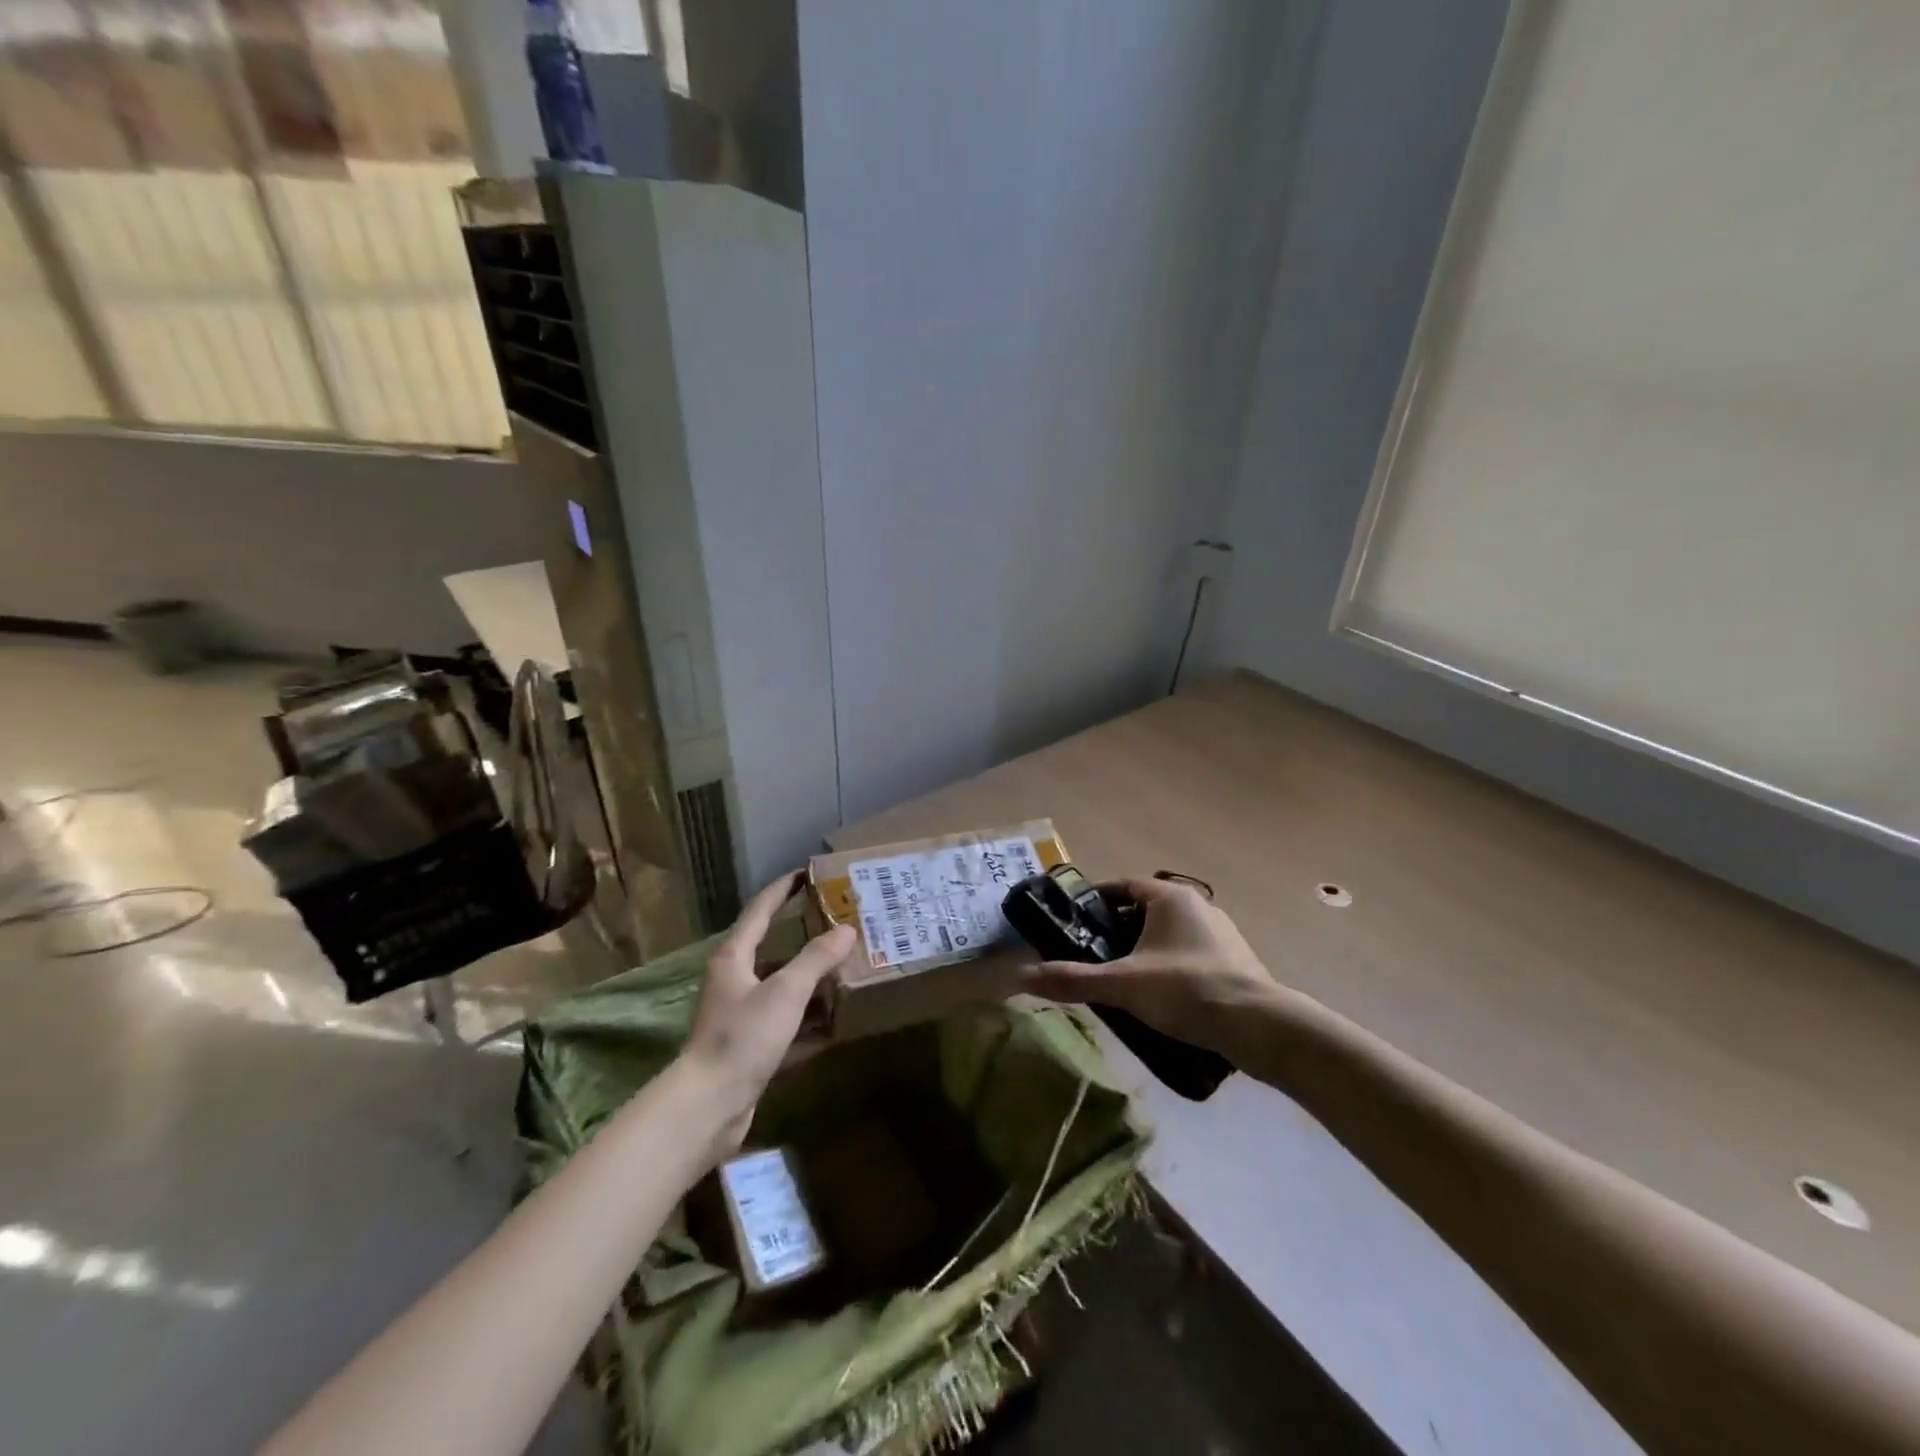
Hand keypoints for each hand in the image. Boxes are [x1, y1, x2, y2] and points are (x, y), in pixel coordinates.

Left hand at [679, 872, 855, 1152]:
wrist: (709, 1107)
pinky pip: (788, 1024)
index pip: (761, 910)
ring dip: (813, 982)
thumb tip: (846, 929)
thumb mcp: (785, 992)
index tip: (808, 872)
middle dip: (808, 939)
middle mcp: (736, 980)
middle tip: (842, 925)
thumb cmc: (742, 1037)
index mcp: (735, 957)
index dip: (784, 889)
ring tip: (849, 971)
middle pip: (775, 950)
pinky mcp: (751, 1047)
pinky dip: (810, 1021)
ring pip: (784, 989)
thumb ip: (816, 958)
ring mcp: (743, 1016)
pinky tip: (837, 1022)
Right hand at [1018, 876, 1278, 1052]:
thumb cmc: (1186, 990)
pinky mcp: (1235, 962)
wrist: (1260, 1027)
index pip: (1123, 886)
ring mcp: (1220, 934)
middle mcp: (1197, 906)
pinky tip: (1159, 999)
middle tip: (1092, 956)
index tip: (1073, 922)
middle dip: (1116, 931)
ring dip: (1143, 951)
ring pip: (1168, 935)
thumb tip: (1023, 977)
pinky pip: (1189, 955)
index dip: (1096, 901)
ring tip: (1121, 980)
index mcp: (1170, 898)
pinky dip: (1168, 967)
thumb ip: (1074, 980)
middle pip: (1144, 911)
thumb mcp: (1123, 985)